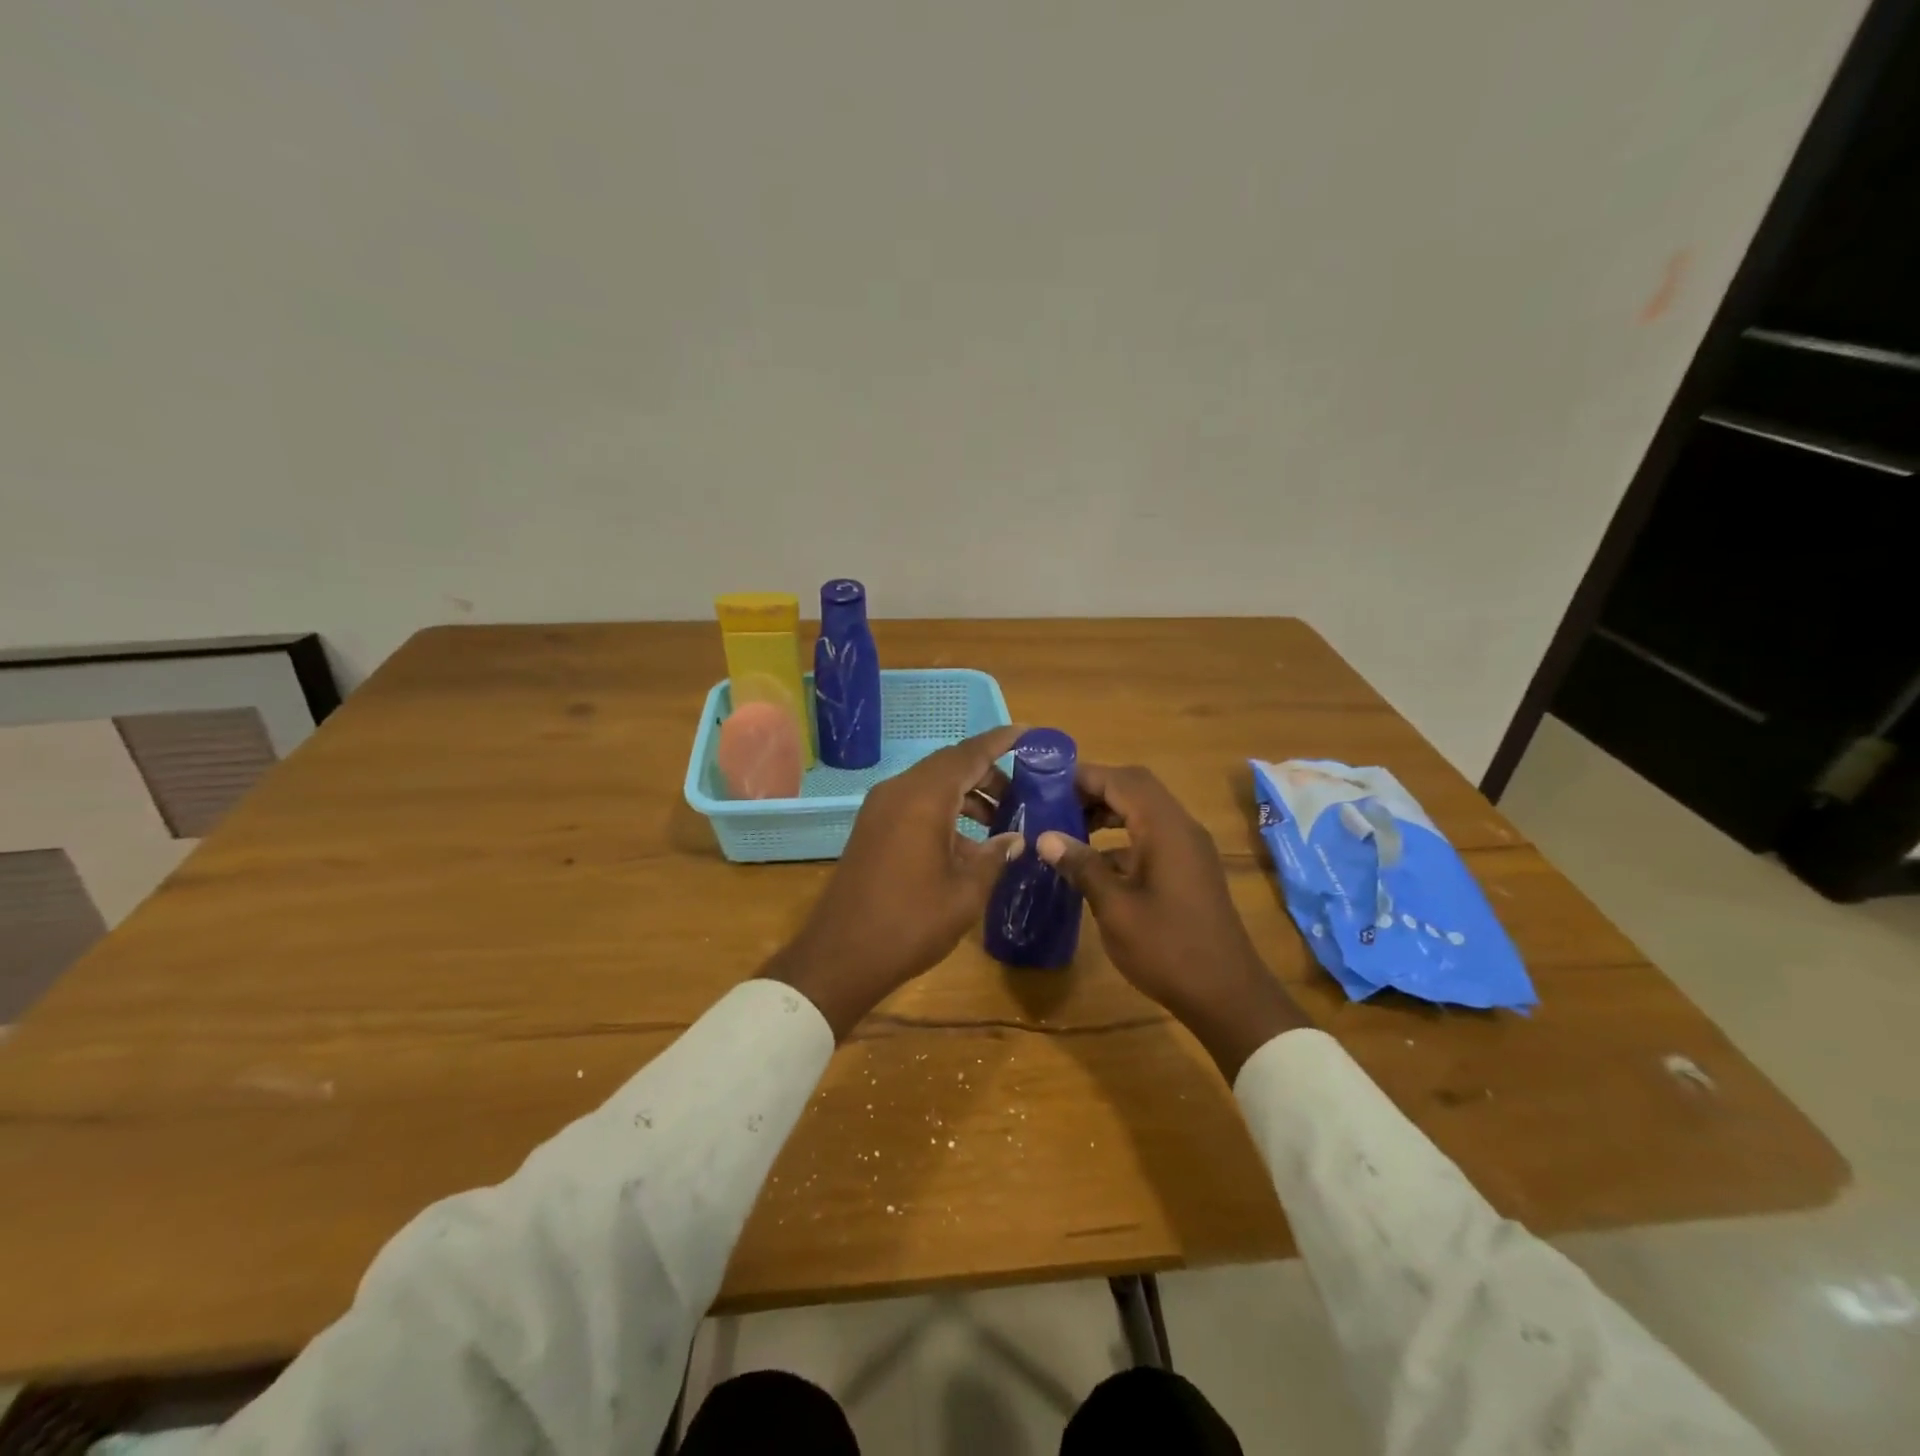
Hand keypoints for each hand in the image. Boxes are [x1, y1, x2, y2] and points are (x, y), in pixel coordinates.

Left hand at [760, 727, 1025, 1037]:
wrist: (841, 955)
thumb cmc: (911, 922)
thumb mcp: (966, 892)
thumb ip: (995, 856)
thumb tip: (1015, 838)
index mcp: (924, 797)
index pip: (969, 754)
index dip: (1000, 741)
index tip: (1028, 733)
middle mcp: (898, 791)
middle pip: (949, 765)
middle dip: (986, 773)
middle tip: (1021, 793)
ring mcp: (880, 809)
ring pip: (930, 784)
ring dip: (965, 794)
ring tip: (999, 820)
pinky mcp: (871, 828)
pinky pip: (914, 803)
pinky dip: (943, 810)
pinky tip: (965, 842)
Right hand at [1036, 764, 1310, 1078]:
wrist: (1226, 993)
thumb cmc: (1167, 948)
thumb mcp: (1115, 907)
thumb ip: (1082, 866)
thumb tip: (1045, 837)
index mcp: (1164, 828)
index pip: (1121, 780)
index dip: (1083, 776)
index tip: (1046, 783)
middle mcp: (1181, 827)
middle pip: (1135, 788)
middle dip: (1094, 790)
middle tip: (1054, 804)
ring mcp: (1188, 848)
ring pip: (1144, 811)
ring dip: (1108, 812)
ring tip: (1067, 828)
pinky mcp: (1189, 869)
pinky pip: (1152, 836)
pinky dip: (1122, 837)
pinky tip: (1094, 862)